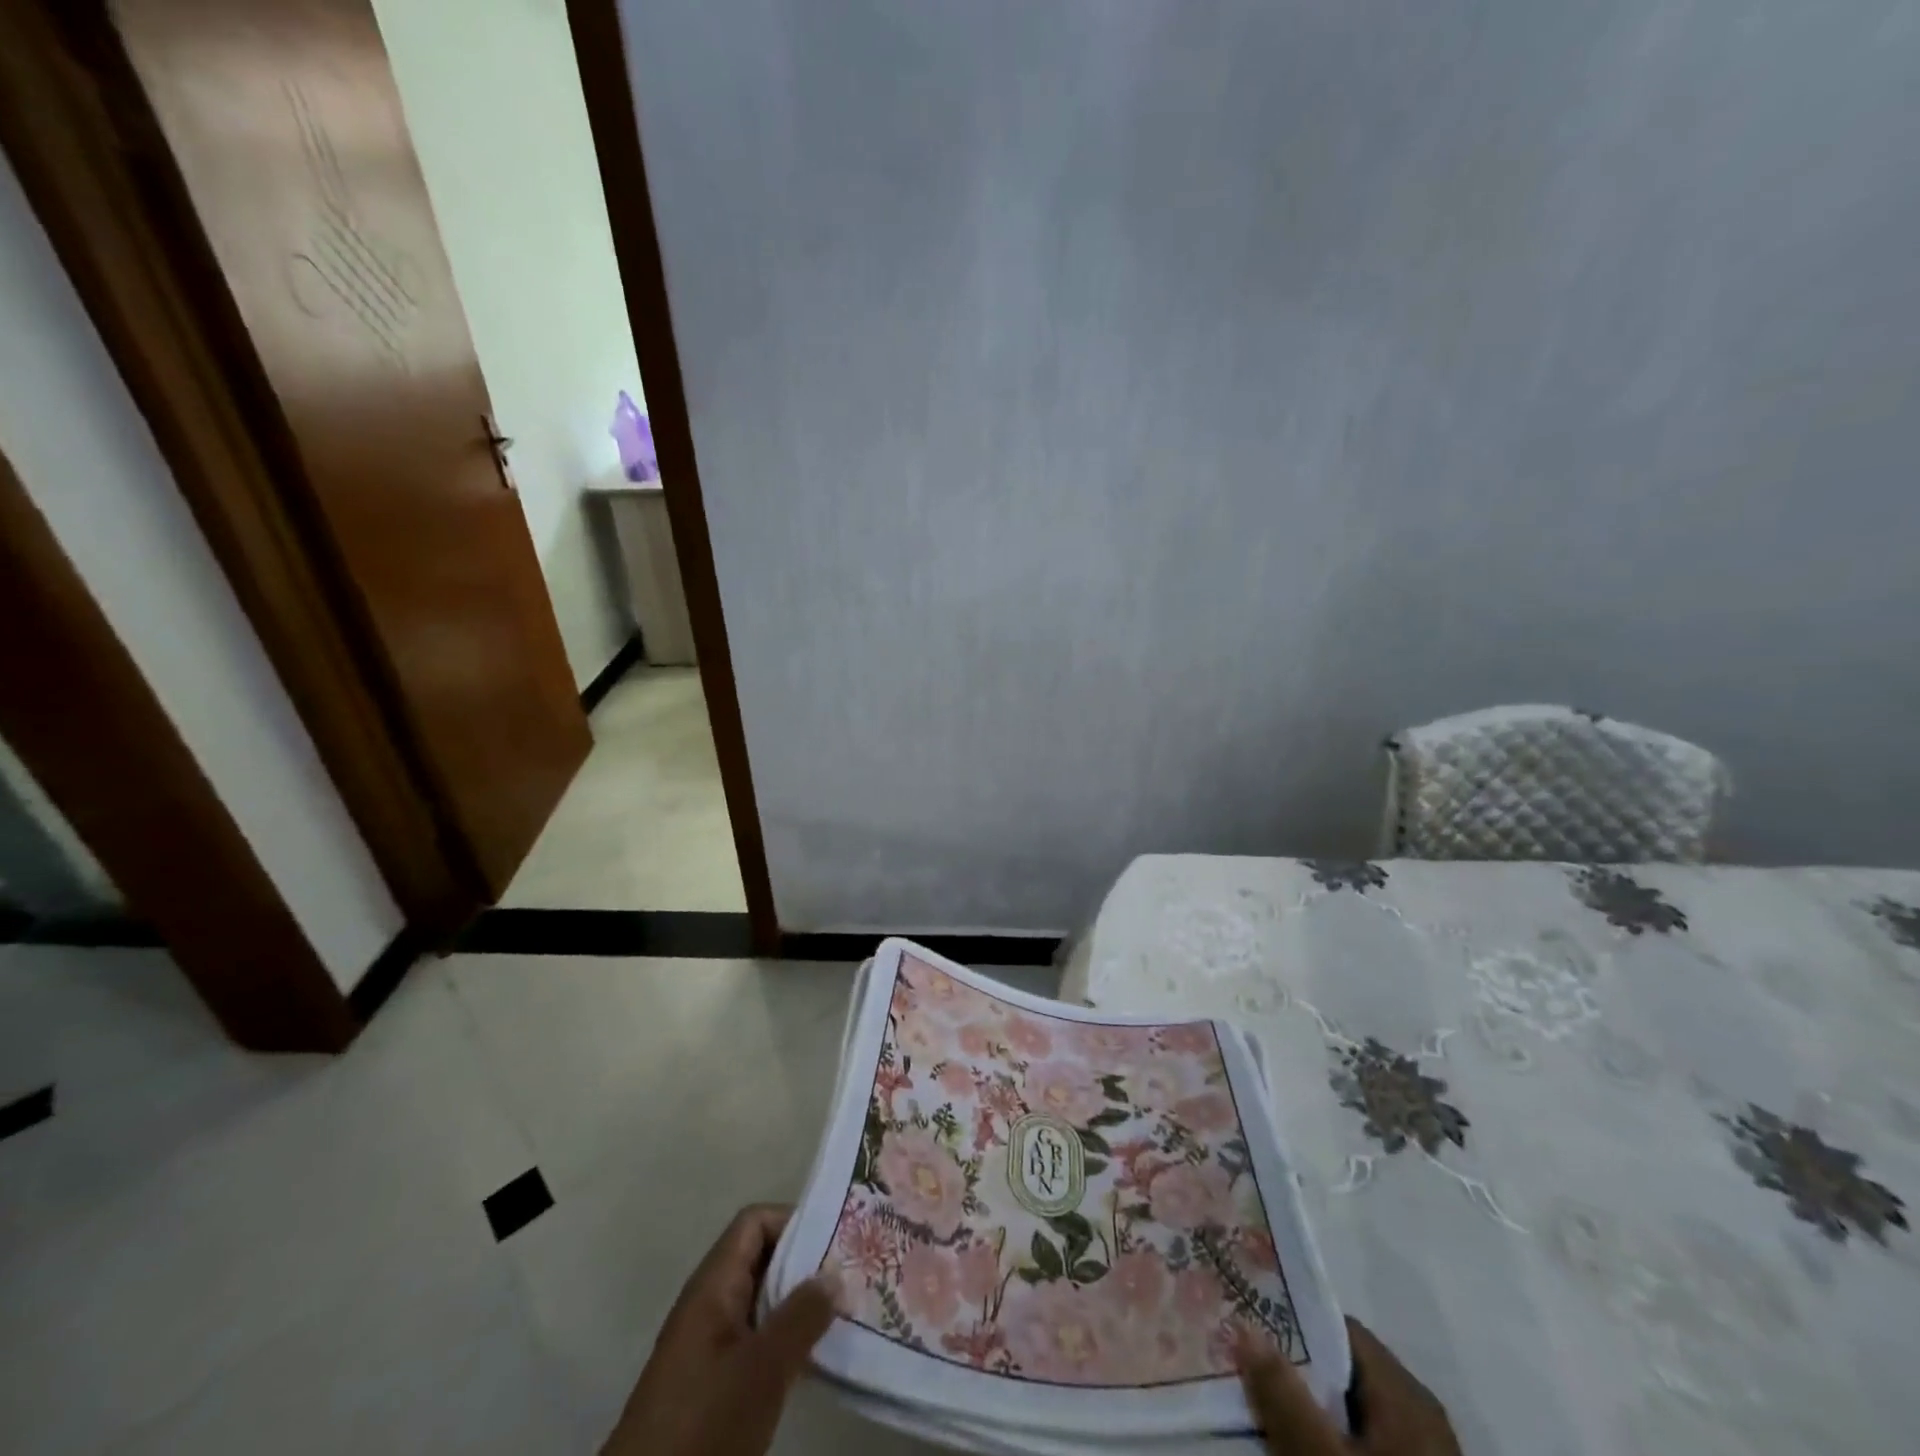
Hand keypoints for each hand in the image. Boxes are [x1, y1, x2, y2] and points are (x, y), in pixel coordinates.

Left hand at [601, 1204, 838, 1455]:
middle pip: (762, 1259)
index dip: (794, 1222)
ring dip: (800, 1303)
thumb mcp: (761, 1368)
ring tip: (845, 1311)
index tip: (836, 1238)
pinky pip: (758, 1338)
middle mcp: (710, 1303)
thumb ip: (801, 1317)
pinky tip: (818, 1357)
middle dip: (805, 1263)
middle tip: (851, 1272)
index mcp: (713, 1285)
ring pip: (763, 1302)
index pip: (755, 1223)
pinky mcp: (714, 1382)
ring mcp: (710, 1344)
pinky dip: (787, 1338)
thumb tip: (836, 1274)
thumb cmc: (703, 1422)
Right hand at [1238, 1318, 1459, 1454]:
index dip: (1294, 1327)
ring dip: (1312, 1413)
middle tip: (1250, 1377)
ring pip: (1354, 1415)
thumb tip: (1245, 1326)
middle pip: (1346, 1374)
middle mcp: (1421, 1417)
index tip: (1252, 1332)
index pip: (1340, 1331)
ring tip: (1269, 1420)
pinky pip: (1367, 1448)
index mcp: (1406, 1395)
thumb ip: (1282, 1394)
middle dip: (1298, 1374)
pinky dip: (1333, 1446)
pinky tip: (1304, 1455)